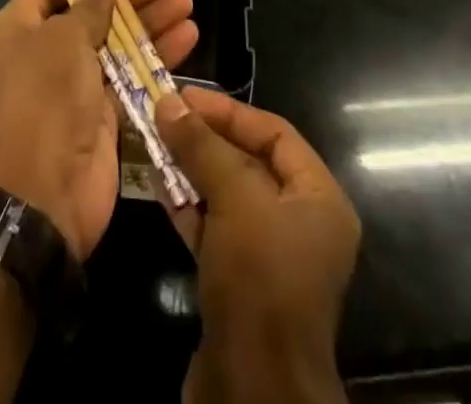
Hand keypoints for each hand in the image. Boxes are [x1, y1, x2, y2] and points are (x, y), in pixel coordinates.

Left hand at [0, 0, 198, 261]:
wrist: (44, 192)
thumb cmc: (45, 97)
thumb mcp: (64, 40)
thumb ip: (88, 7)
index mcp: (20, 28)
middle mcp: (45, 53)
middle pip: (92, 13)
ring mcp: (75, 85)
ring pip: (117, 43)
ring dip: (151, 24)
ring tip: (186, 4)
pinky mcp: (103, 113)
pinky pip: (131, 75)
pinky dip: (156, 57)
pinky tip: (187, 39)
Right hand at [155, 89, 359, 403]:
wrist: (252, 393)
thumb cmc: (260, 280)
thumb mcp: (237, 199)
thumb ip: (204, 146)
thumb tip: (168, 101)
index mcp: (319, 199)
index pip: (275, 133)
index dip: (229, 111)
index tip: (184, 97)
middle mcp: (300, 223)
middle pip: (248, 162)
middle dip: (205, 138)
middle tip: (162, 114)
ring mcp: (268, 256)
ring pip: (226, 195)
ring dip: (190, 168)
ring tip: (151, 140)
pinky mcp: (238, 284)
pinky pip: (213, 228)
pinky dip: (186, 204)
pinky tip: (155, 182)